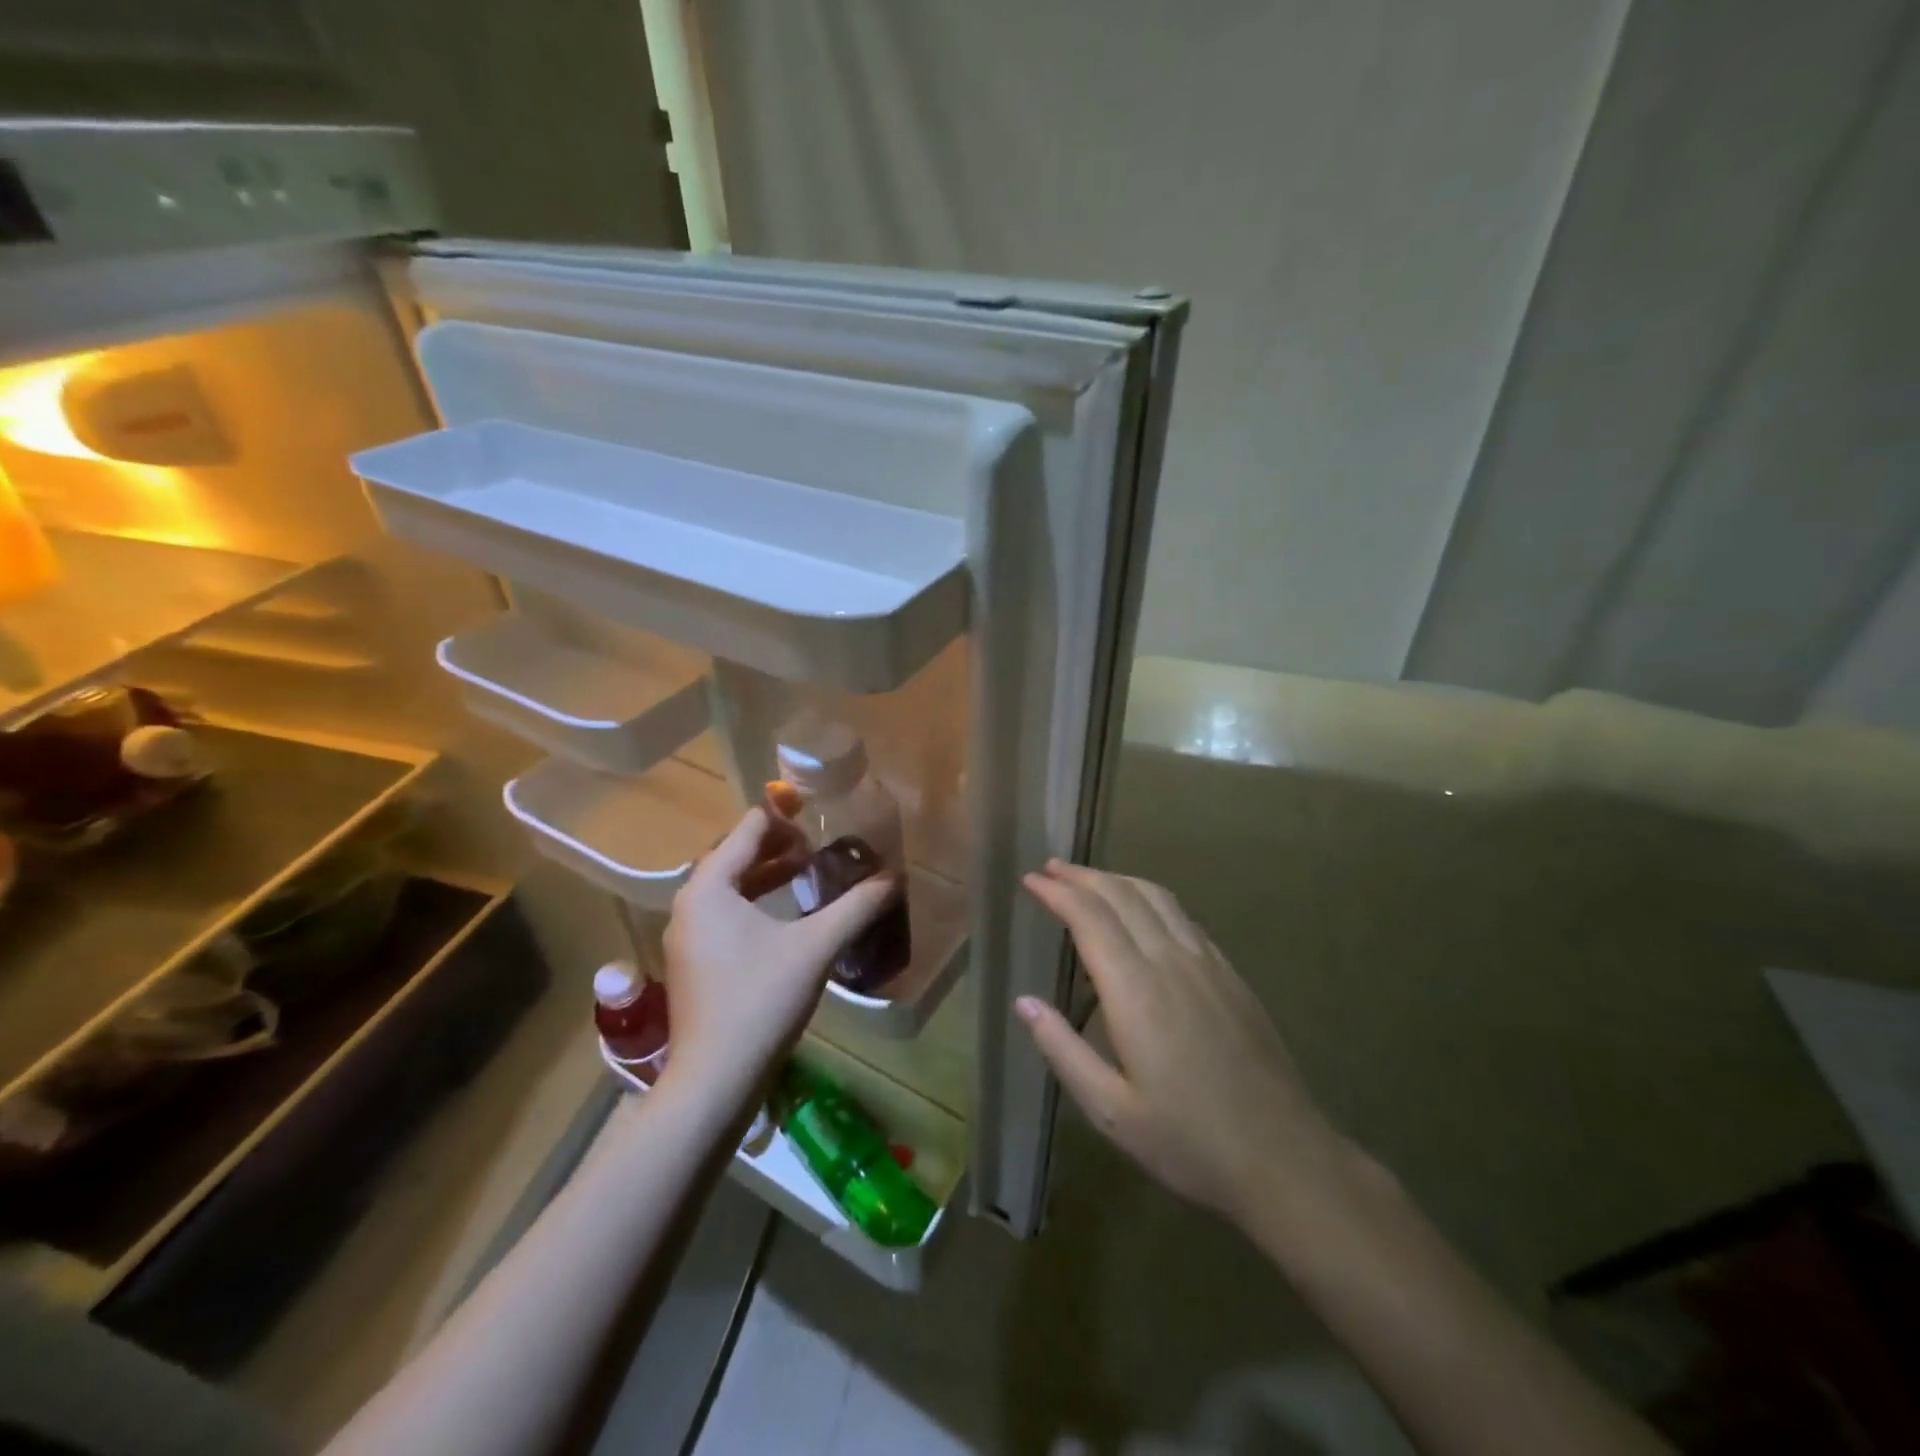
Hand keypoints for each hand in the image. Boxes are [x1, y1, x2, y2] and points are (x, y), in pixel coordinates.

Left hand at [660, 805, 895, 1103]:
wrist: (714, 1081)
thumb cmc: (760, 1000)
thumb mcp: (815, 947)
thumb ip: (857, 907)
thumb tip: (895, 877)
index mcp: (709, 886)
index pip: (749, 829)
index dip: (784, 813)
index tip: (818, 808)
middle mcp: (690, 903)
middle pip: (736, 855)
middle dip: (779, 846)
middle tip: (821, 844)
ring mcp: (688, 935)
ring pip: (731, 887)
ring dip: (769, 875)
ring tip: (809, 872)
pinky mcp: (694, 962)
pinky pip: (726, 913)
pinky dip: (756, 903)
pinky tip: (788, 917)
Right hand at [1018, 860, 1355, 1231]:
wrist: (1284, 1157)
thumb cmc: (1189, 1141)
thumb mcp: (1111, 1110)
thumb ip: (1062, 1050)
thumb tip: (1023, 1001)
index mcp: (1136, 990)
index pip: (1090, 917)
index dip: (1057, 892)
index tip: (1030, 880)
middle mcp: (1171, 962)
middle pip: (1121, 895)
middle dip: (1082, 876)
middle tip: (1050, 868)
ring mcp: (1206, 963)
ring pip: (1156, 898)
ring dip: (1116, 879)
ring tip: (1088, 878)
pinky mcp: (1229, 974)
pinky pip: (1183, 916)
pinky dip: (1150, 898)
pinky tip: (1143, 910)